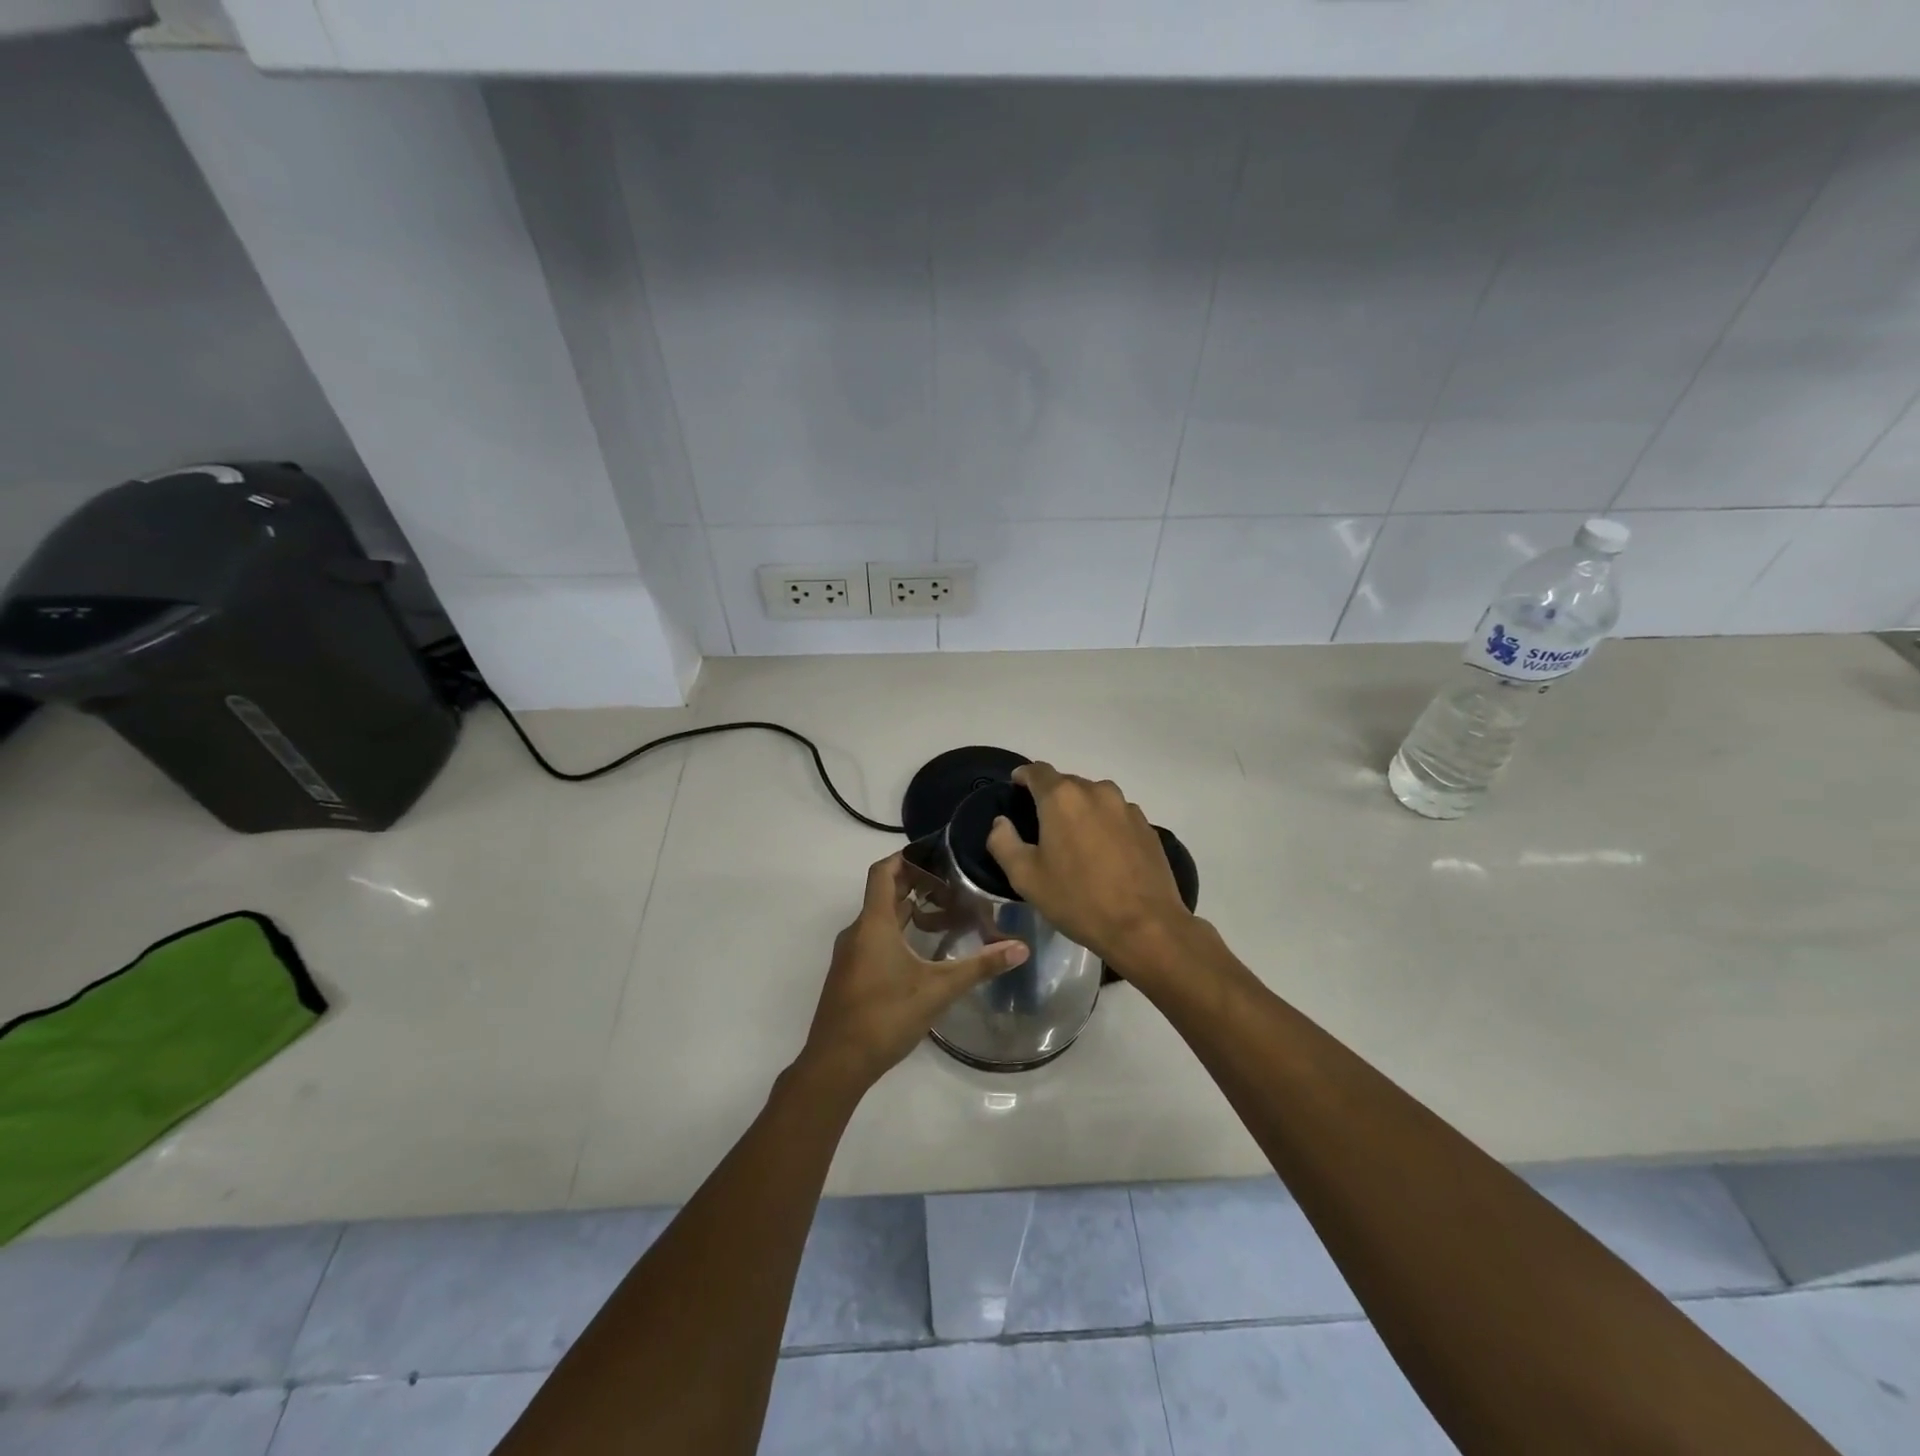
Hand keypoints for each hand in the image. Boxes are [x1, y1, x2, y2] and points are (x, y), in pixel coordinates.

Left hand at [798, 854, 1028, 1096]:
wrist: (836, 1063)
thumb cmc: (885, 1016)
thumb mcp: (938, 990)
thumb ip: (979, 966)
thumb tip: (1021, 948)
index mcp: (874, 924)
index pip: (883, 872)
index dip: (906, 857)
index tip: (934, 853)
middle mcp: (858, 932)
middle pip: (883, 894)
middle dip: (914, 883)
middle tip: (951, 881)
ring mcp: (850, 954)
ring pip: (879, 919)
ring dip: (907, 910)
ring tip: (943, 913)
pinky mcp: (851, 975)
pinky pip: (873, 939)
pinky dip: (897, 933)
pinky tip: (922, 951)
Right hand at [986, 763, 1192, 976]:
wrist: (1144, 926)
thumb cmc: (1077, 900)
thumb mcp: (1025, 877)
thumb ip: (1004, 842)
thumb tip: (1001, 822)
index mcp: (1062, 797)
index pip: (1037, 771)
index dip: (1024, 777)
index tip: (1016, 788)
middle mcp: (1096, 791)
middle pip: (1067, 783)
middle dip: (1052, 797)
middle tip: (1042, 825)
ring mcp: (1126, 807)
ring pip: (1095, 798)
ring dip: (1081, 810)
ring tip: (1075, 840)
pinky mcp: (1147, 826)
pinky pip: (1117, 816)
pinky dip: (1105, 825)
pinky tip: (1104, 854)